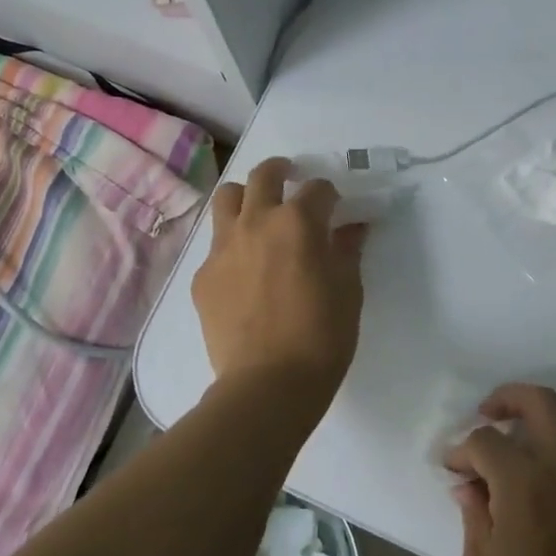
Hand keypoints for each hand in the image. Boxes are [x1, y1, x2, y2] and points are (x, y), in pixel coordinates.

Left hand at [191, 157, 367, 427]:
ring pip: (227, 198)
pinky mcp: (202, 276)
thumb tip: (352, 227)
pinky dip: (232, 245)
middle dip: (280, 170)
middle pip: (263, 175)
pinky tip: (243, 272)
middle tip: (289, 178)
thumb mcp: (348, 290)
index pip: (317, 188)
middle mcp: (256, 222)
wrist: (268, 385)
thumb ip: (347, 250)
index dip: (329, 195)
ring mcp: (223, 247)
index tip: (335, 208)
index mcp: (298, 222)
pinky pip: (216, 245)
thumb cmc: (322, 336)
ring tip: (257, 214)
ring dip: (245, 197)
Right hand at [446, 384, 555, 555]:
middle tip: (484, 415)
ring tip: (502, 481)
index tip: (450, 469)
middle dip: (508, 399)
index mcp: (528, 485)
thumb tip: (469, 485)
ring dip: (530, 444)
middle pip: (541, 405)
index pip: (487, 441)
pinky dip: (549, 477)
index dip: (462, 450)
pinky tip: (532, 514)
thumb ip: (474, 514)